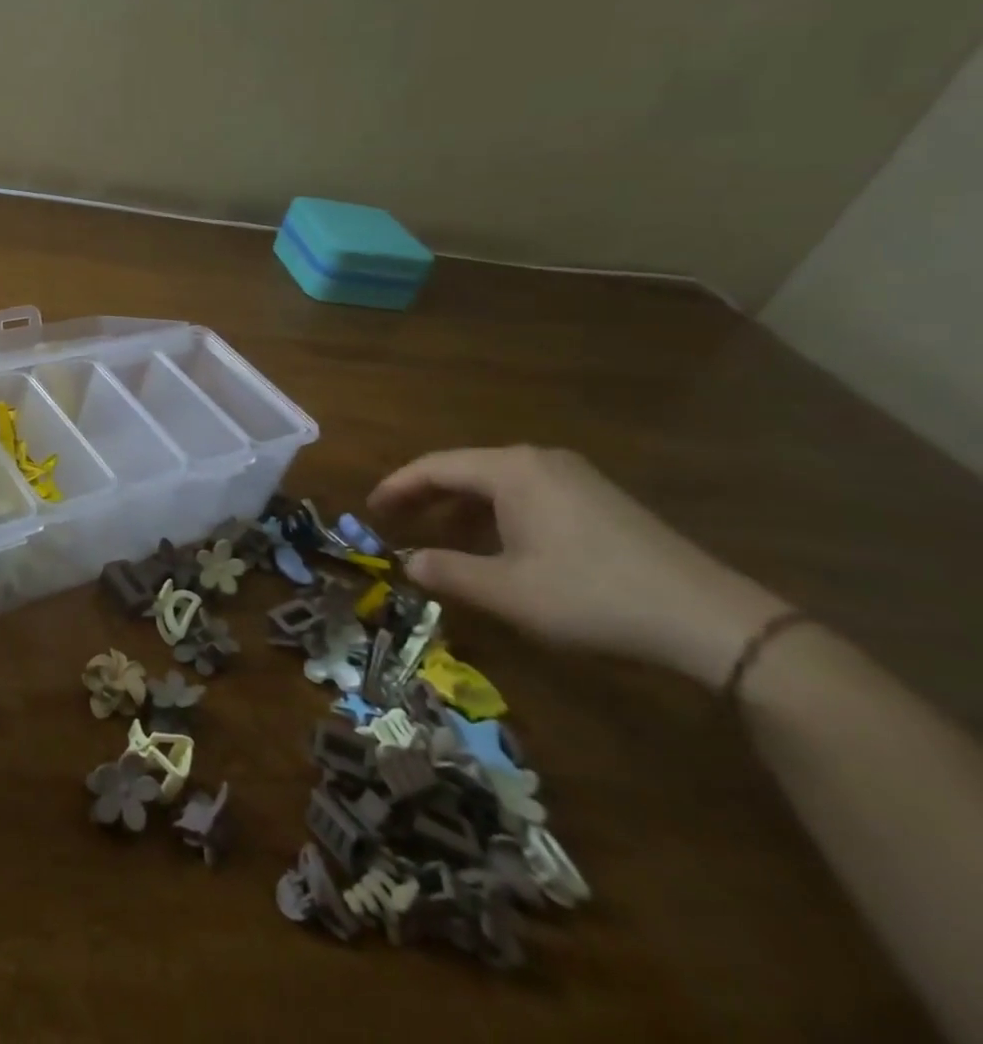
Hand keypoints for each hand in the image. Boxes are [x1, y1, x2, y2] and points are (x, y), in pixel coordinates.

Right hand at [368, 446, 790, 687]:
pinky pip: (526, 495)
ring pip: (496, 483)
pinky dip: (496, 514)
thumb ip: (448, 572)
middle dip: (426, 496)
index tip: (370, 510)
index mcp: (511, 470)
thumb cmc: (591, 596)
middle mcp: (538, 460)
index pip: (435, 466)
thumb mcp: (507, 591)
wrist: (710, 620)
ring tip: (439, 536)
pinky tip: (496, 545)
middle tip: (395, 522)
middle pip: (464, 469)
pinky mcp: (598, 499)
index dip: (397, 487)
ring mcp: (574, 477)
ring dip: (461, 507)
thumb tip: (407, 562)